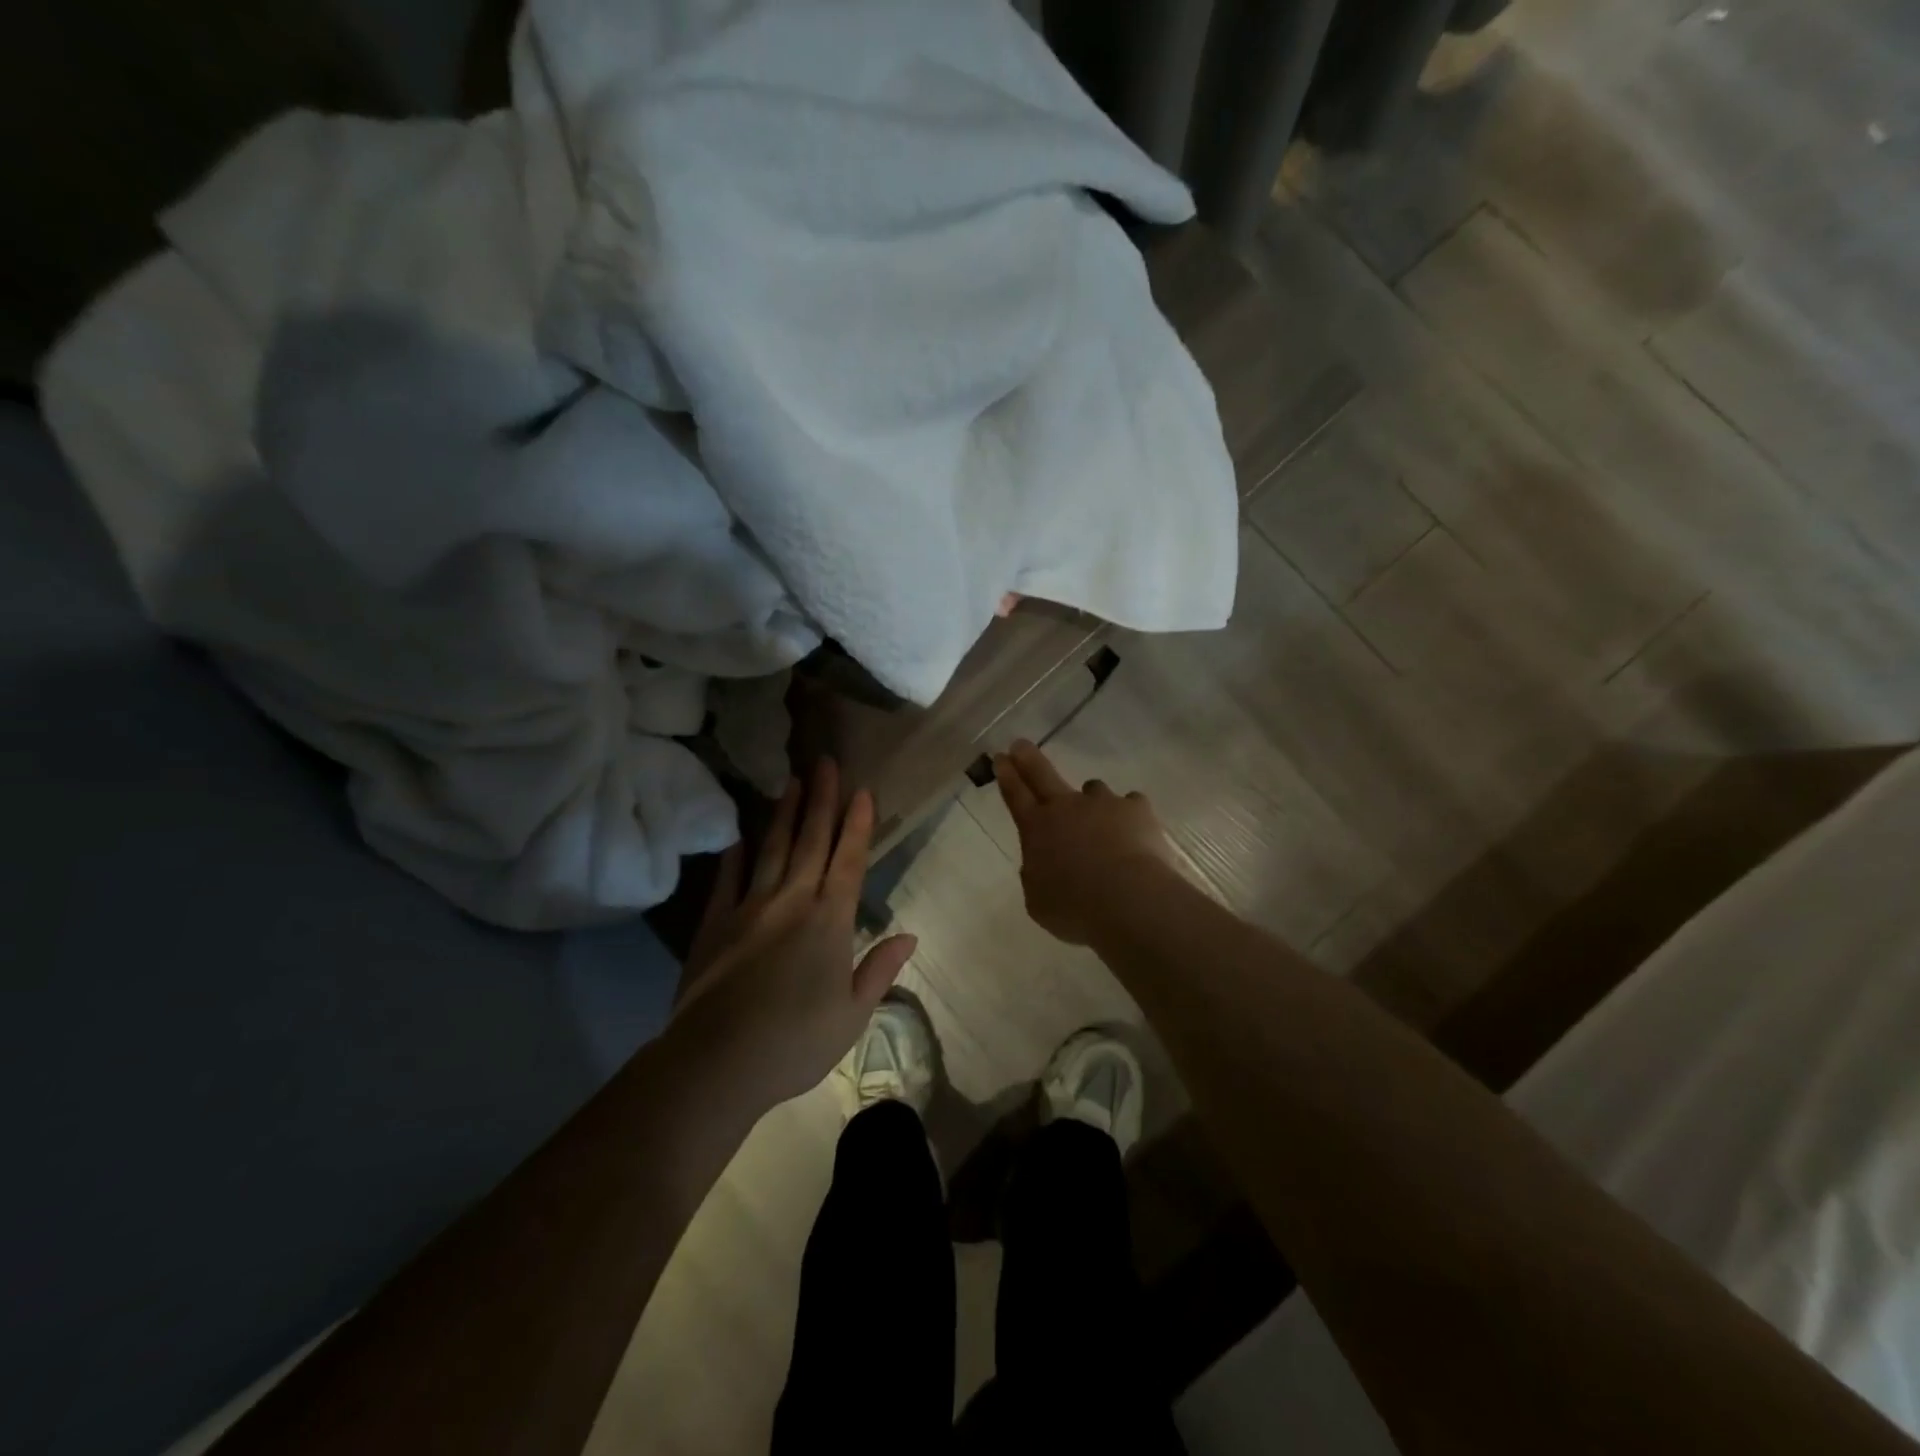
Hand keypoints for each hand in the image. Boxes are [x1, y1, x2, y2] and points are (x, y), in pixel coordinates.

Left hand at [668, 759, 916, 1111]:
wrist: (717, 1062)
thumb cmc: (796, 1042)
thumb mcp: (852, 1014)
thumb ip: (880, 969)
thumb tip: (910, 935)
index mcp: (830, 921)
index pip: (849, 860)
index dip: (858, 824)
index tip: (863, 790)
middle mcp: (792, 902)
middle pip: (811, 842)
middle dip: (822, 800)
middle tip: (825, 762)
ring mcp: (749, 908)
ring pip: (771, 850)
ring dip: (785, 814)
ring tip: (792, 782)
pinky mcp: (715, 925)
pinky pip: (728, 880)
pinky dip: (735, 856)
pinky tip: (740, 837)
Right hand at [993, 740, 1176, 945]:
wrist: (1128, 900)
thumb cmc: (1074, 908)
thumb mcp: (1039, 900)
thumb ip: (1037, 876)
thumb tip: (1043, 864)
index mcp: (1036, 829)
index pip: (1015, 795)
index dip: (1006, 775)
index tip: (1000, 757)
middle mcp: (1067, 807)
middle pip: (1043, 774)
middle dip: (1028, 759)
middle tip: (1020, 745)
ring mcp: (1103, 803)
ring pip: (1093, 789)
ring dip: (1092, 801)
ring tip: (1101, 823)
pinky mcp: (1136, 809)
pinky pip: (1130, 804)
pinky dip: (1129, 816)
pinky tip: (1135, 834)